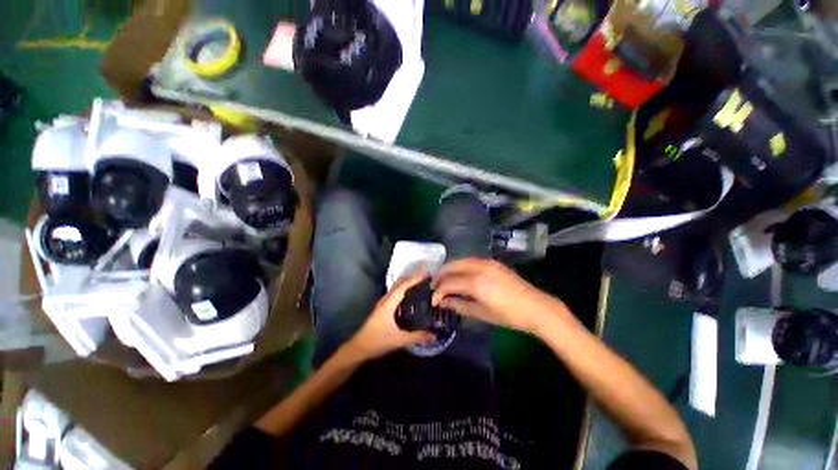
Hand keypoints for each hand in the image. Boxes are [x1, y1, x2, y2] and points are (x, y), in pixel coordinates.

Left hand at [347, 272, 436, 360]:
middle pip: (400, 283)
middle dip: (412, 278)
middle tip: (427, 278)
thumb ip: (417, 336)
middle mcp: (386, 299)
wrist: (359, 348)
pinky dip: (404, 290)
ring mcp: (383, 303)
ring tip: (421, 284)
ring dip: (408, 283)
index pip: (403, 285)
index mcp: (389, 303)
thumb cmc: (377, 341)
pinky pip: (396, 294)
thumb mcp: (399, 340)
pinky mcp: (383, 308)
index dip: (415, 278)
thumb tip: (435, 336)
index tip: (427, 273)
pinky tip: (411, 297)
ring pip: (397, 288)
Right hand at [431, 258, 567, 334]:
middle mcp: (479, 268)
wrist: (536, 307)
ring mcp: (487, 263)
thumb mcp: (482, 313)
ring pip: (462, 260)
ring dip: (450, 268)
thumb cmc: (509, 316)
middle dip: (441, 274)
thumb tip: (443, 302)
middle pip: (453, 266)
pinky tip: (459, 273)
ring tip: (443, 278)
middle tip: (433, 284)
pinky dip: (461, 265)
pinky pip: (471, 260)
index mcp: (476, 283)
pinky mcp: (493, 263)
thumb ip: (459, 305)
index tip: (433, 299)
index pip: (449, 283)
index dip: (438, 291)